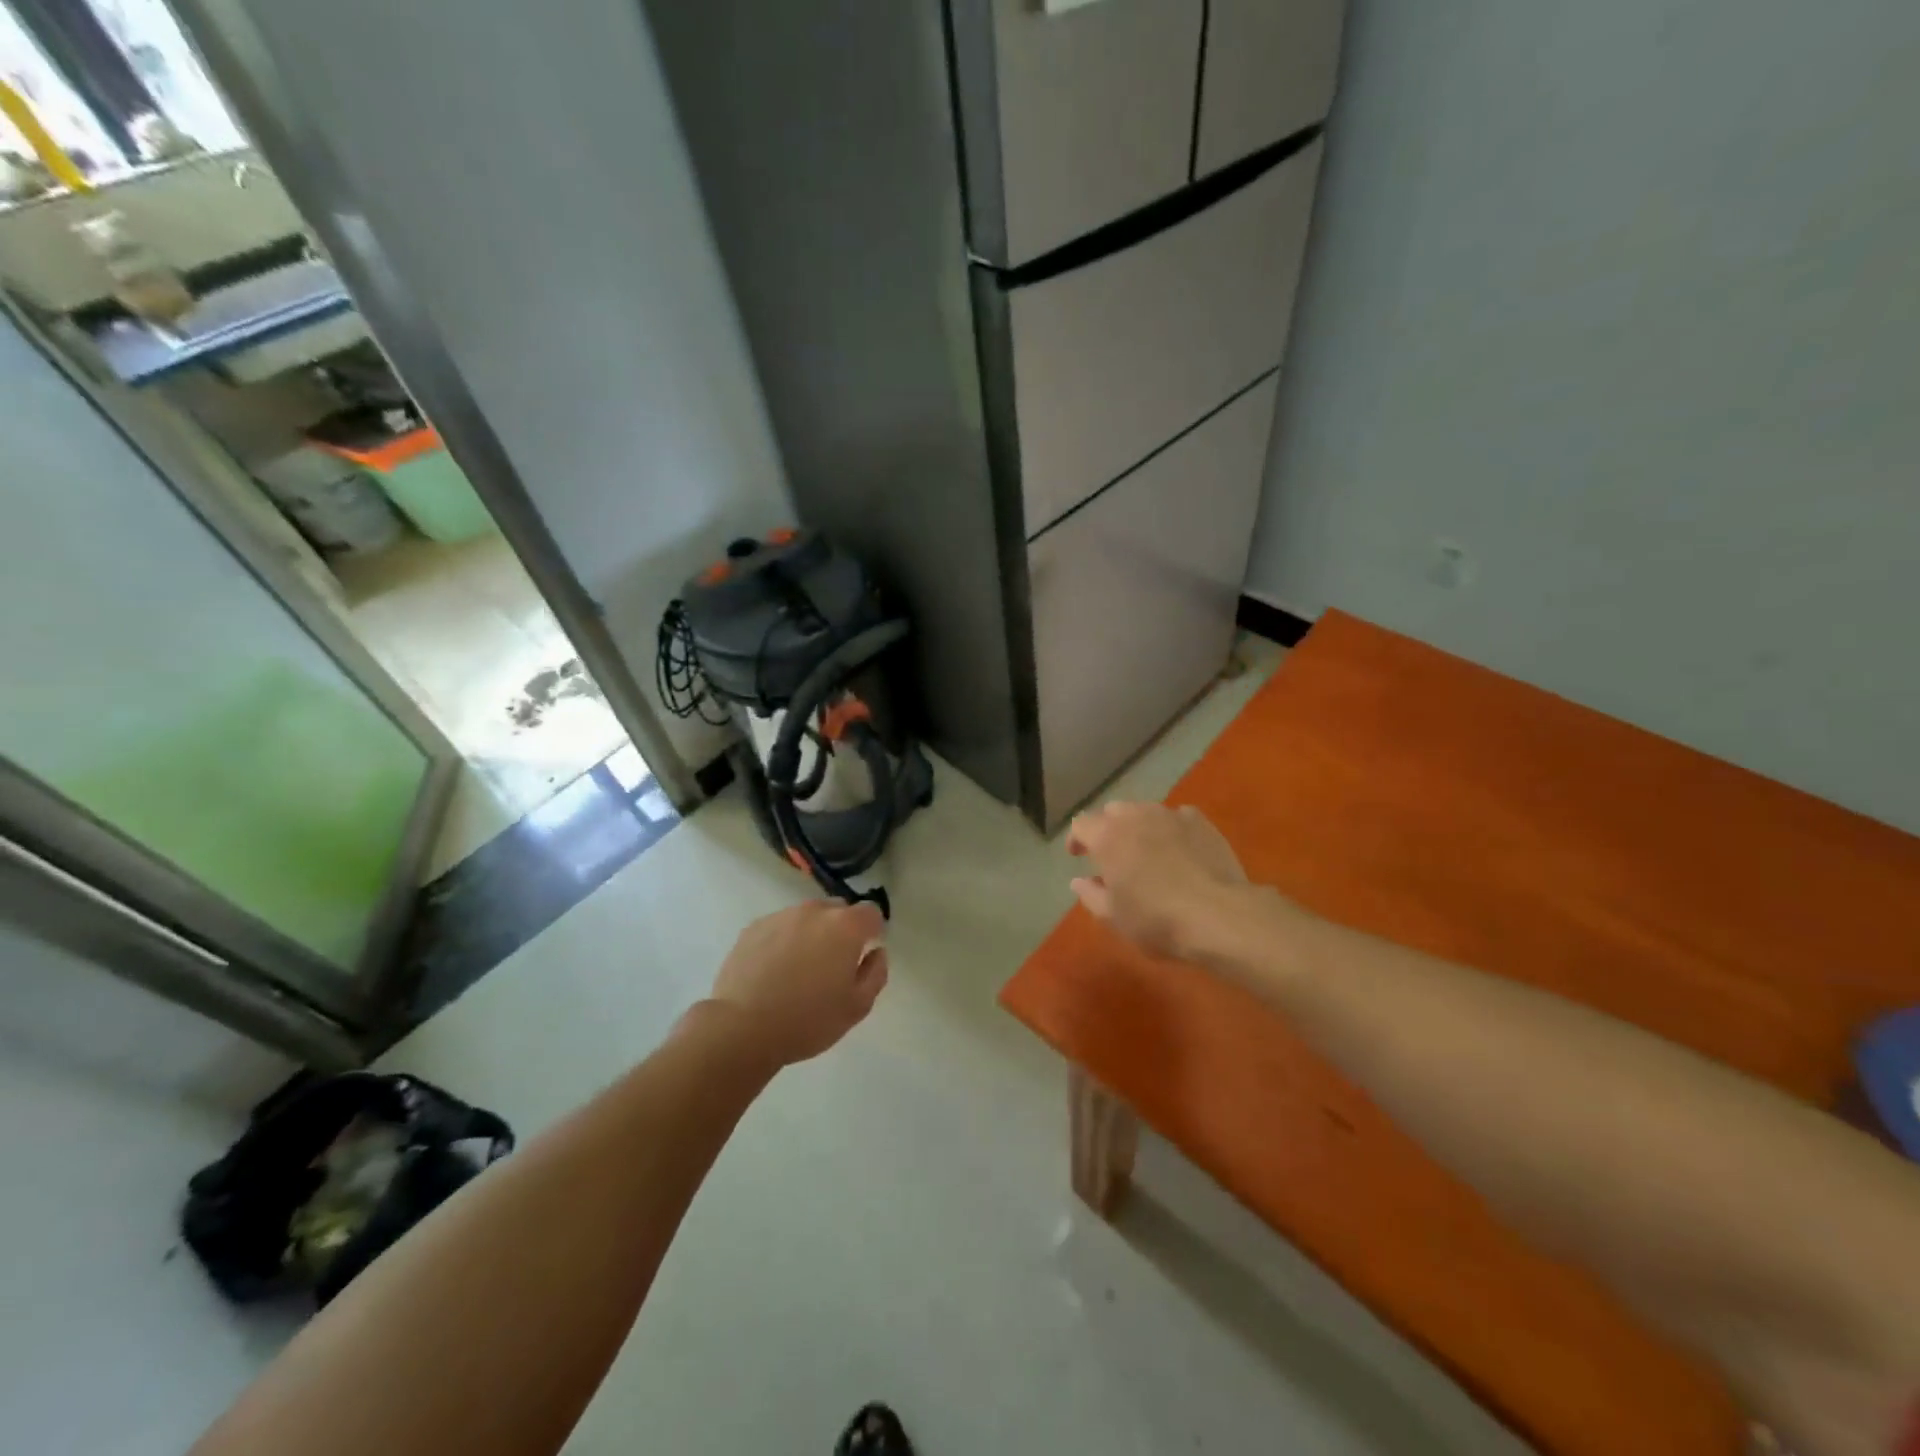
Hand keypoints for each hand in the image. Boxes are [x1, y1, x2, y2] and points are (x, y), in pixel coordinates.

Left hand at [709, 901, 888, 1065]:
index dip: (872, 933)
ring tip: (798, 970)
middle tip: (832, 966)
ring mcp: (781, 916)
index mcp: (845, 926)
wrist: (742, 1027)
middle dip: (841, 931)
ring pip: (806, 918)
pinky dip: (783, 941)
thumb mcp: (857, 1007)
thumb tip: (876, 952)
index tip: (863, 955)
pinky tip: (773, 971)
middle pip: (838, 911)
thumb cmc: (808, 1020)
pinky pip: (779, 927)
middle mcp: (814, 911)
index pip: (871, 913)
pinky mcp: (753, 927)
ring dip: (810, 935)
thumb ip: (876, 973)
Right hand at [1067, 802, 1250, 960]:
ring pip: (1145, 810)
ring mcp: (1170, 815)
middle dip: (1108, 829)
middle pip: (1112, 812)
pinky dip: (1171, 828)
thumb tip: (1079, 880)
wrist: (1219, 915)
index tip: (1078, 856)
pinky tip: (1179, 848)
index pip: (1081, 824)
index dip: (1076, 839)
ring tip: (1147, 851)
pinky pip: (1177, 817)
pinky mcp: (1200, 821)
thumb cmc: (1157, 920)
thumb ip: (1091, 895)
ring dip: (1139, 826)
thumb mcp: (1114, 917)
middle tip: (1113, 855)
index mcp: (1107, 837)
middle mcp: (1135, 816)